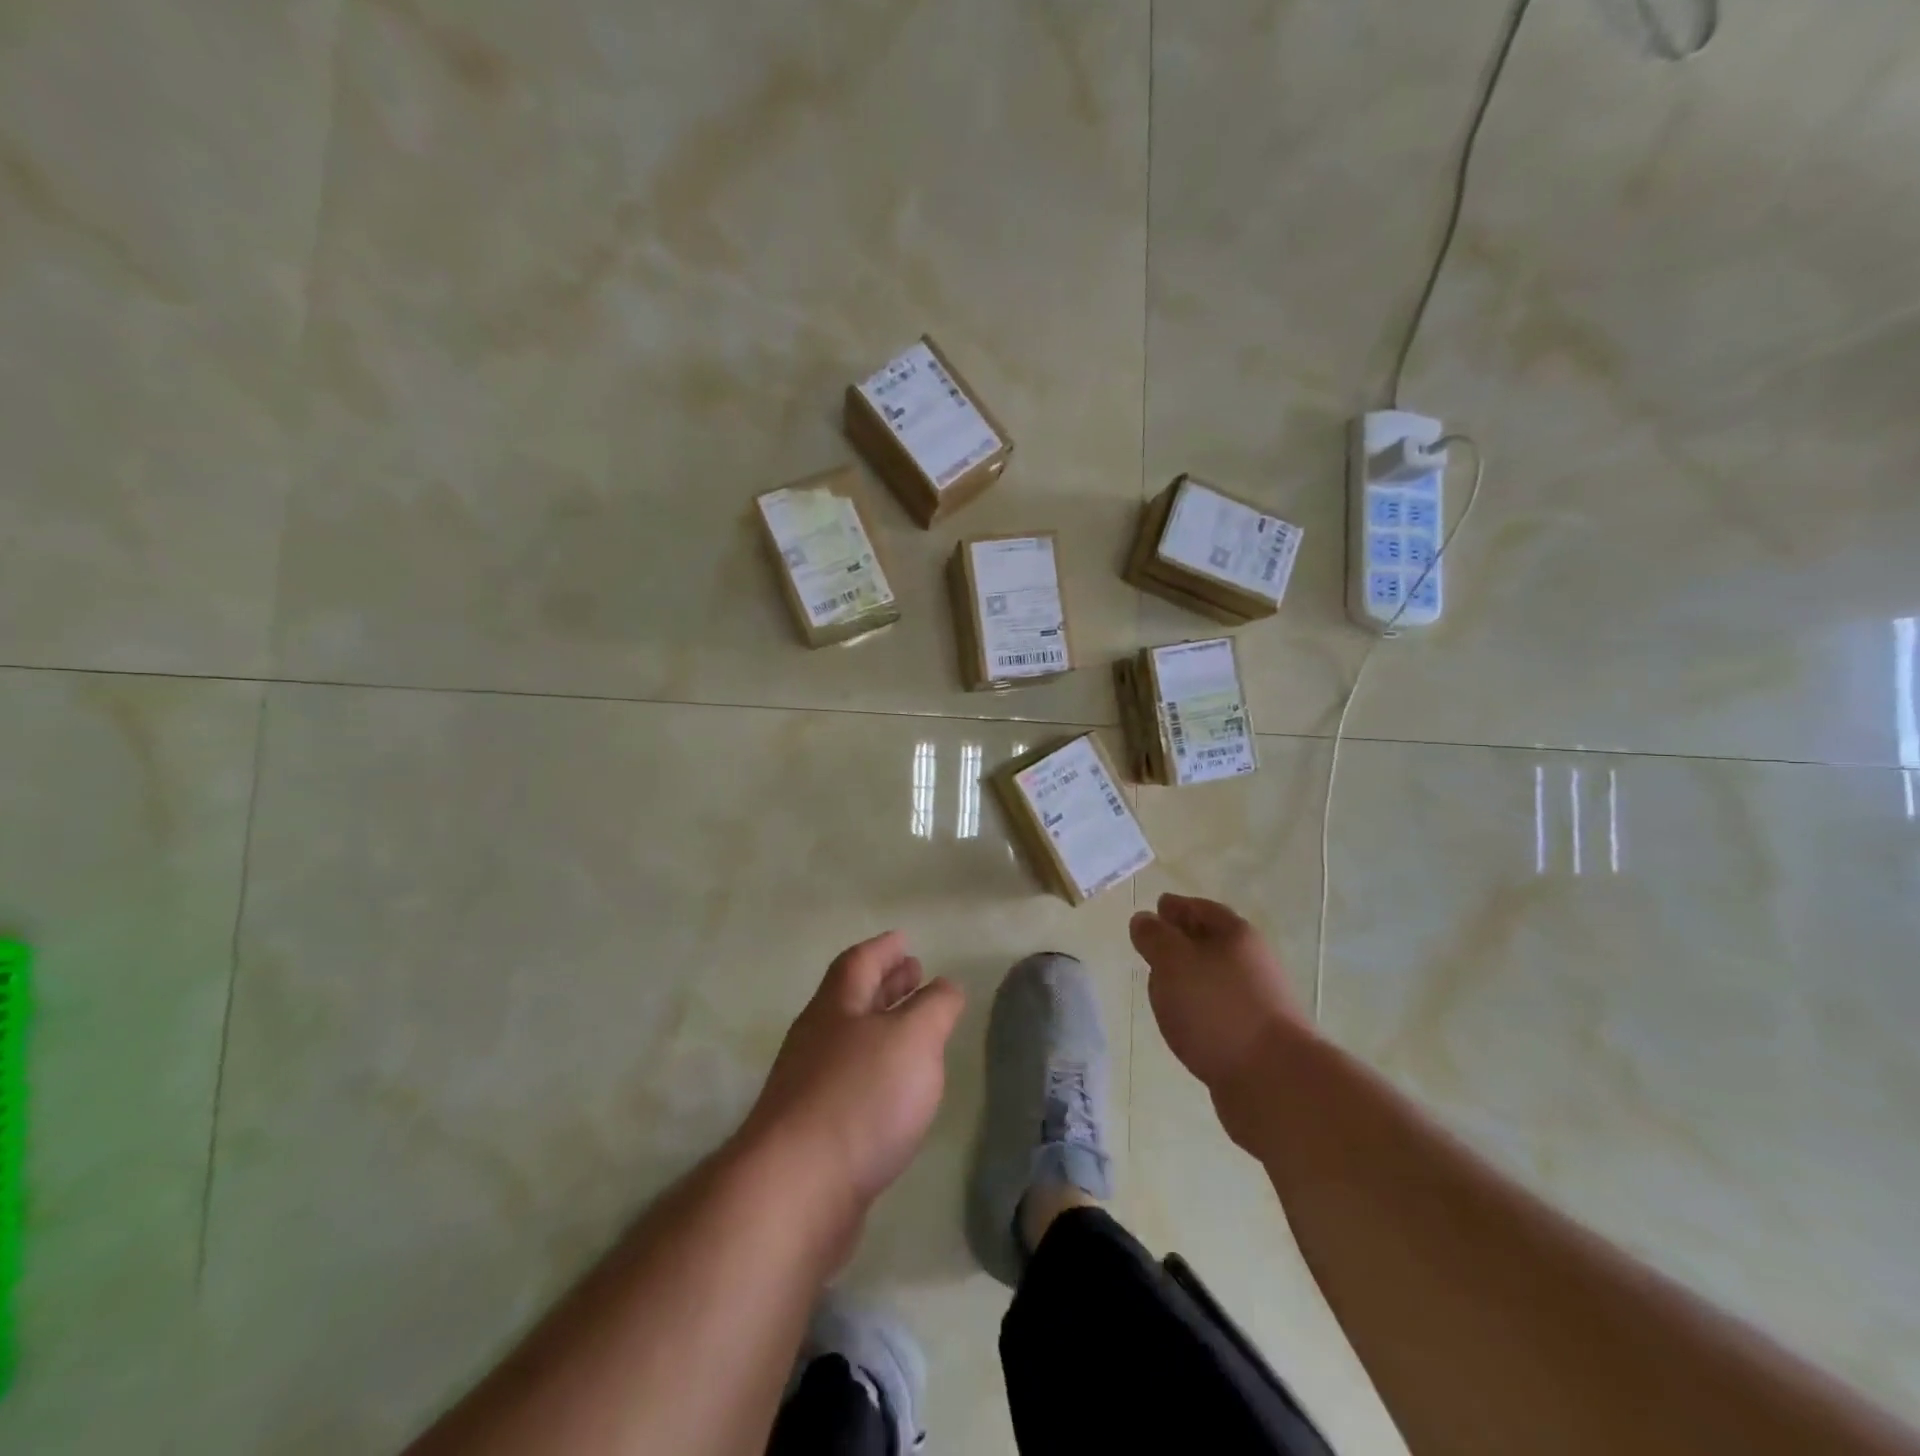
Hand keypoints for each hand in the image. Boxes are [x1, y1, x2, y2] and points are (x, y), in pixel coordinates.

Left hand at [742, 932, 964, 1214]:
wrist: (795, 1192)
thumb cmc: (860, 1097)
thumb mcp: (913, 1038)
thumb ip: (935, 1007)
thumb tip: (945, 985)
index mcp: (836, 1007)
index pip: (860, 962)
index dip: (884, 948)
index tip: (904, 939)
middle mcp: (817, 1039)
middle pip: (852, 999)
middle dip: (885, 984)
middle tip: (915, 973)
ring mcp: (809, 1086)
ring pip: (852, 1041)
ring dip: (882, 1027)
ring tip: (913, 1029)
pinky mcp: (813, 1132)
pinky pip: (850, 1082)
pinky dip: (877, 1071)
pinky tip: (895, 1089)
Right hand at [1130, 894, 1308, 1109]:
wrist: (1274, 1081)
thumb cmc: (1218, 1009)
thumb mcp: (1174, 962)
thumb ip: (1154, 937)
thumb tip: (1143, 920)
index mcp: (1236, 936)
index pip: (1202, 909)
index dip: (1178, 906)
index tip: (1158, 906)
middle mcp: (1251, 963)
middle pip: (1211, 942)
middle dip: (1182, 940)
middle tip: (1154, 943)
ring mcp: (1256, 1001)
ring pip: (1213, 978)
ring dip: (1188, 977)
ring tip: (1161, 984)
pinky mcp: (1253, 1036)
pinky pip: (1217, 1009)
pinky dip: (1198, 1007)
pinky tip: (1182, 1020)